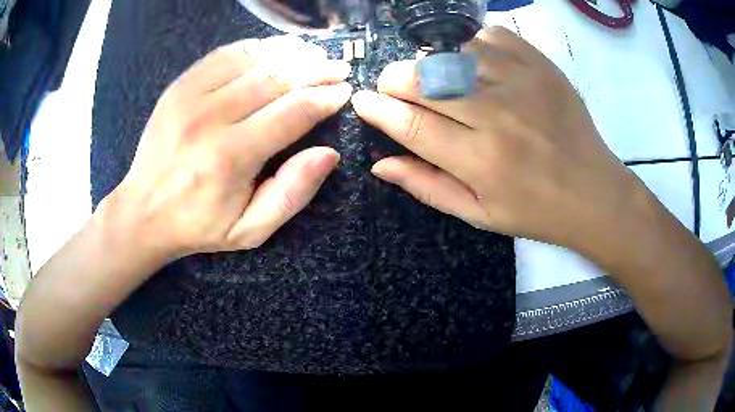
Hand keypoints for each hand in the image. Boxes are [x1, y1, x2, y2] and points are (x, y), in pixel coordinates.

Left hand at [110, 36, 352, 256]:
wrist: (143, 211)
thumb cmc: (198, 224)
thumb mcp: (250, 230)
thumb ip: (291, 194)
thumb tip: (328, 154)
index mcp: (231, 157)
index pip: (293, 112)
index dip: (324, 98)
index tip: (343, 92)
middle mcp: (211, 118)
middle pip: (276, 78)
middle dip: (316, 70)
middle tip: (338, 68)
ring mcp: (191, 96)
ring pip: (253, 58)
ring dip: (290, 53)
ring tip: (314, 54)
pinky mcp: (179, 86)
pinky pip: (224, 54)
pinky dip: (255, 48)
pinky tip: (274, 50)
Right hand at [351, 27, 641, 252]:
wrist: (593, 192)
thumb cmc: (535, 211)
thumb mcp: (478, 214)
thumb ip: (427, 186)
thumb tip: (380, 163)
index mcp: (480, 161)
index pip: (410, 124)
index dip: (377, 110)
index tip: (362, 101)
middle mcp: (497, 114)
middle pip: (423, 80)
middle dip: (394, 81)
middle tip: (394, 90)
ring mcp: (522, 81)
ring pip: (451, 52)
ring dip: (433, 65)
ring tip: (441, 82)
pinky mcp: (540, 64)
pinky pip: (489, 36)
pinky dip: (471, 46)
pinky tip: (477, 66)